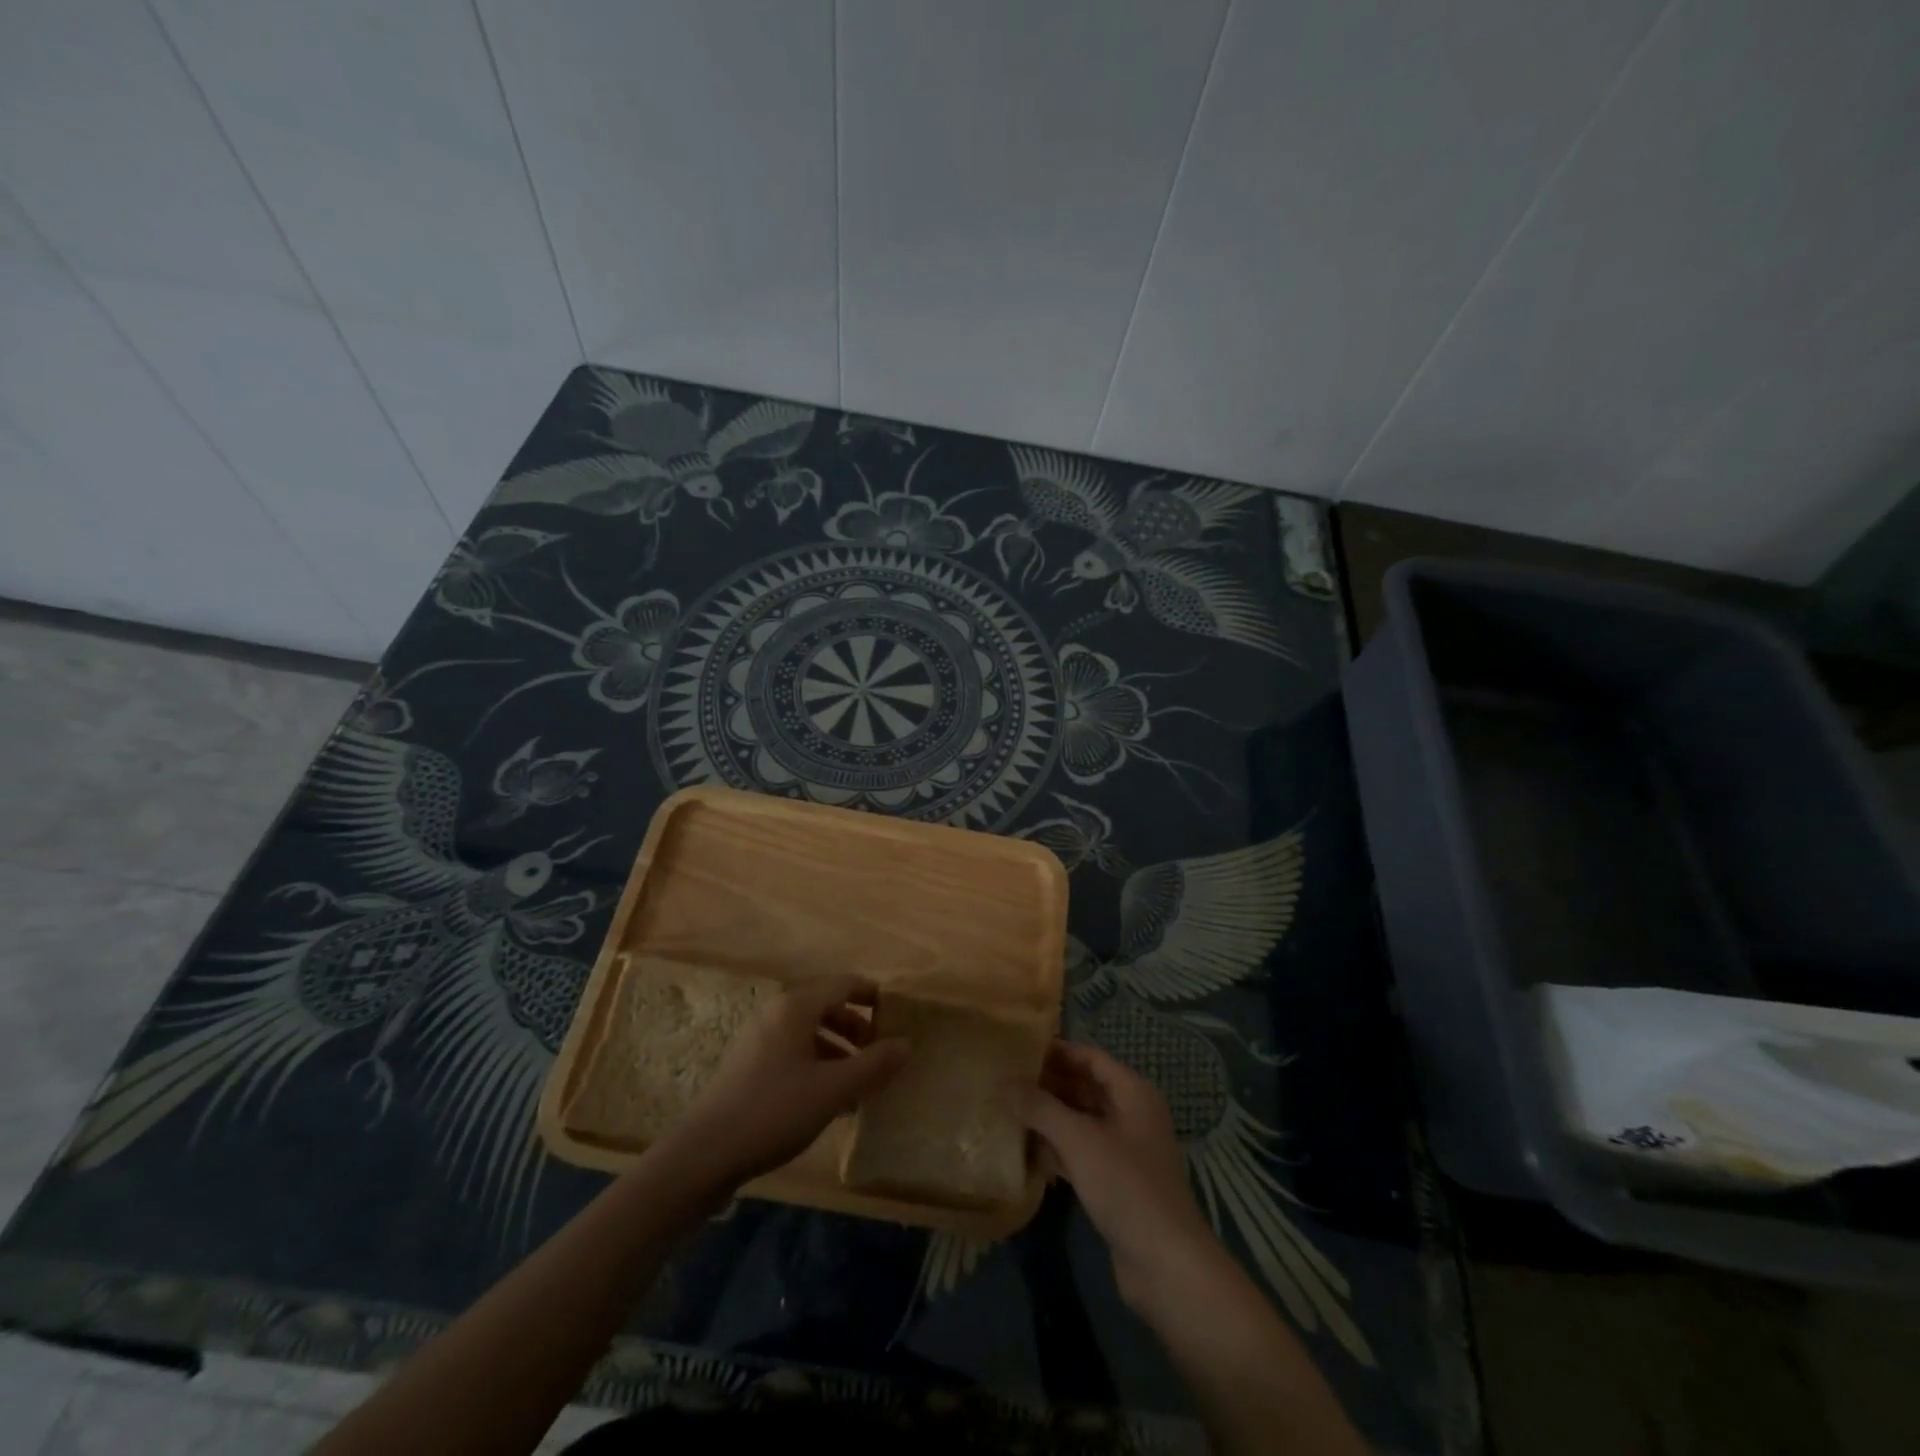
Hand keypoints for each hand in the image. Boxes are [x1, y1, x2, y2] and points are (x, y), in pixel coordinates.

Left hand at [664, 974, 907, 1189]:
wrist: (704, 1154)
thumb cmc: (775, 1110)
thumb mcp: (833, 1089)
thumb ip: (873, 1064)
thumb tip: (906, 1043)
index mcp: (796, 1006)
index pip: (844, 984)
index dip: (873, 996)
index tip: (897, 1016)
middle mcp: (776, 1013)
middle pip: (827, 1006)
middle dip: (858, 1028)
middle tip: (882, 1054)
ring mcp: (759, 1038)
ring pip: (810, 1032)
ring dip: (840, 1050)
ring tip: (861, 1083)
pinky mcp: (749, 1065)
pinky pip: (794, 1051)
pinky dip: (818, 1064)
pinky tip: (831, 1099)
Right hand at [1025, 1040, 1217, 1310]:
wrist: (1165, 1264)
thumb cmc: (1125, 1186)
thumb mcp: (1079, 1140)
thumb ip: (1040, 1107)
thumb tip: (1005, 1080)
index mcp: (1132, 1092)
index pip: (1089, 1057)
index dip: (1055, 1051)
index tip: (1017, 1050)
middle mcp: (1131, 1113)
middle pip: (1084, 1086)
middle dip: (1047, 1083)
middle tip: (1005, 1080)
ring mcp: (1124, 1149)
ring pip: (1080, 1120)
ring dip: (1048, 1116)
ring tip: (1007, 1109)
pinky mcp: (1115, 1180)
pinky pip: (1081, 1151)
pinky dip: (1056, 1147)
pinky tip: (1025, 1149)